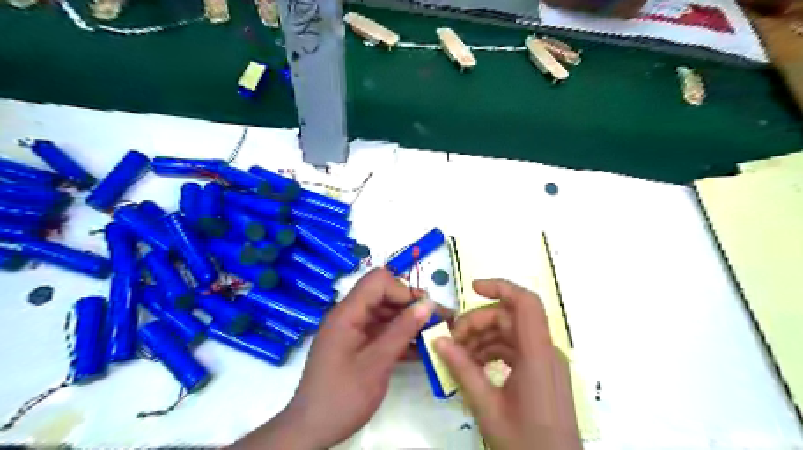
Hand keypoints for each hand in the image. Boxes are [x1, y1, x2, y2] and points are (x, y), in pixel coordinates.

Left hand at [236, 269, 438, 447]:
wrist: (312, 430)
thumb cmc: (342, 396)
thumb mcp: (377, 363)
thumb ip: (402, 330)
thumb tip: (428, 303)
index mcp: (347, 313)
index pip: (378, 281)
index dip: (403, 290)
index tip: (424, 309)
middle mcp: (350, 316)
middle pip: (384, 296)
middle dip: (411, 305)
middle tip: (438, 320)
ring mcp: (353, 331)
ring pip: (386, 315)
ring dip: (410, 323)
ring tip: (436, 335)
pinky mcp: (358, 346)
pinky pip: (382, 333)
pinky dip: (401, 338)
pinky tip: (422, 350)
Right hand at [436, 280, 579, 447]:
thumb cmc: (524, 442)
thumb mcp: (487, 406)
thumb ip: (462, 369)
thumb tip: (438, 341)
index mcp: (537, 354)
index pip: (526, 303)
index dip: (500, 287)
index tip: (472, 288)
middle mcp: (545, 351)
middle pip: (510, 318)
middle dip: (478, 322)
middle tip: (451, 340)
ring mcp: (544, 362)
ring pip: (510, 334)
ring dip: (482, 338)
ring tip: (458, 355)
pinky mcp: (541, 373)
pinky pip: (514, 350)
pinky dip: (492, 351)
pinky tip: (473, 365)